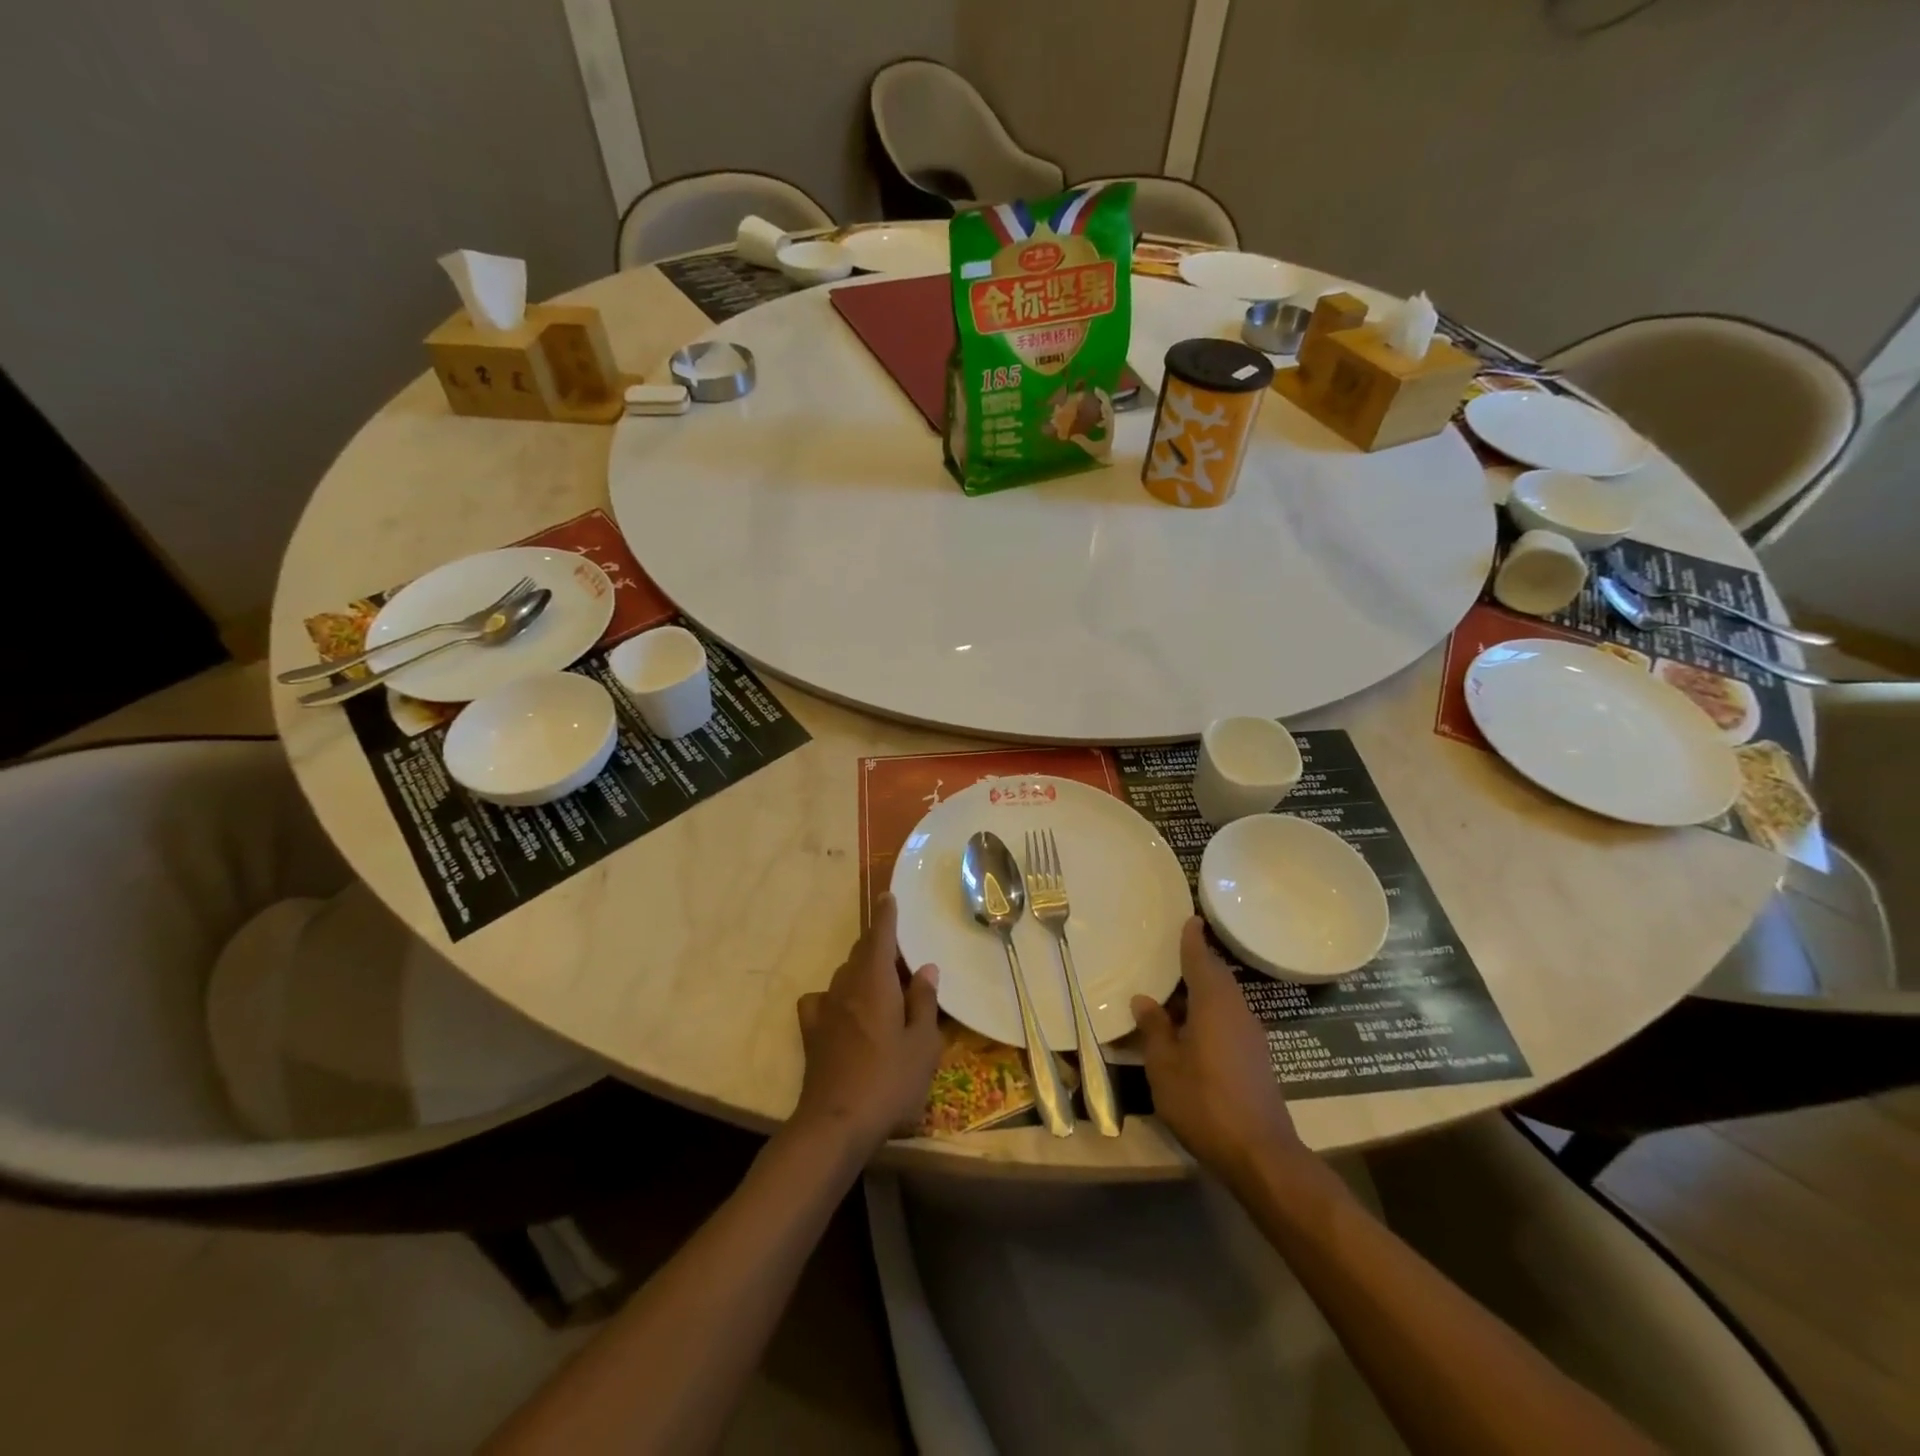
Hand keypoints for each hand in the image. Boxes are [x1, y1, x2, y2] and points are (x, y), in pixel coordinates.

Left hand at [793, 895, 943, 1158]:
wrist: (836, 1123)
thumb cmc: (890, 1081)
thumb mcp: (923, 1044)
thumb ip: (924, 1002)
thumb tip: (925, 968)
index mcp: (876, 981)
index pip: (880, 936)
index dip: (886, 915)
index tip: (888, 896)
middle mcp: (847, 986)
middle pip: (861, 953)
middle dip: (878, 945)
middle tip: (901, 955)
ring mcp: (825, 1009)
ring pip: (844, 975)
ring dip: (862, 971)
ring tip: (881, 985)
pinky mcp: (812, 1033)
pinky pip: (823, 1001)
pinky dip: (836, 997)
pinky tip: (843, 1011)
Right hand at [1132, 918, 1304, 1181]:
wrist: (1260, 1154)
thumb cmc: (1204, 1102)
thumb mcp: (1165, 1066)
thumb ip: (1155, 1029)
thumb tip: (1144, 1000)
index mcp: (1214, 1003)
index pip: (1201, 960)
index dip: (1192, 939)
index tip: (1190, 918)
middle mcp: (1236, 1010)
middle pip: (1215, 977)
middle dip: (1196, 963)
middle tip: (1170, 953)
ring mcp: (1250, 1035)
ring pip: (1223, 999)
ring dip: (1201, 991)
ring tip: (1172, 991)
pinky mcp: (1256, 1057)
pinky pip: (1229, 1019)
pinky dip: (1209, 1012)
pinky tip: (1190, 1027)